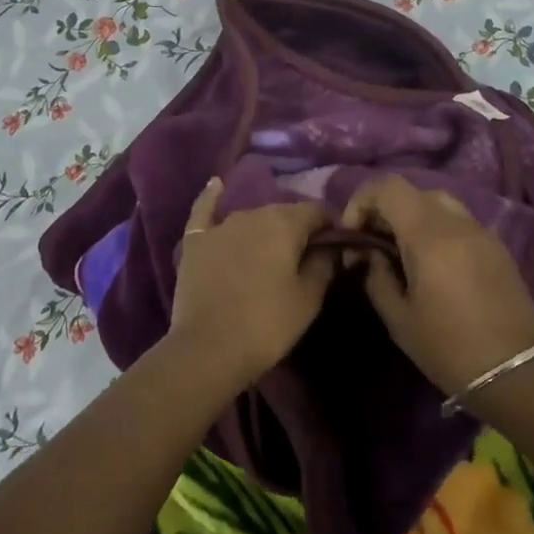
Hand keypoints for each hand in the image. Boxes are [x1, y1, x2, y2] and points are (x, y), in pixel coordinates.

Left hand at [169, 178, 335, 386]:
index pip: (318, 211)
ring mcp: (220, 226)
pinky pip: (204, 211)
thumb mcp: (309, 298)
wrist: (209, 349)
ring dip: (265, 228)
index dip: (331, 226)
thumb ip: (324, 264)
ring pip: (251, 217)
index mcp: (285, 223)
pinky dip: (212, 198)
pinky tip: (216, 185)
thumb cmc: (267, 324)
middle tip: (304, 257)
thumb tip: (332, 246)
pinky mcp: (195, 242)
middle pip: (284, 213)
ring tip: (271, 251)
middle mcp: (252, 213)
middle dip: (298, 229)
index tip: (337, 246)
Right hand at [341, 175, 533, 397]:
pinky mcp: (498, 248)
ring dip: (413, 218)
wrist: (516, 373)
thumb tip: (369, 254)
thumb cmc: (448, 348)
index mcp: (429, 235)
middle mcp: (458, 223)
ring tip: (401, 253)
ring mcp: (483, 232)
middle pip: (413, 192)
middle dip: (386, 210)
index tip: (353, 234)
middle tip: (373, 244)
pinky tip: (432, 265)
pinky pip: (459, 223)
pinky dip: (437, 230)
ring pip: (439, 203)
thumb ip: (376, 276)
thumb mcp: (398, 318)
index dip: (362, 201)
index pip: (389, 187)